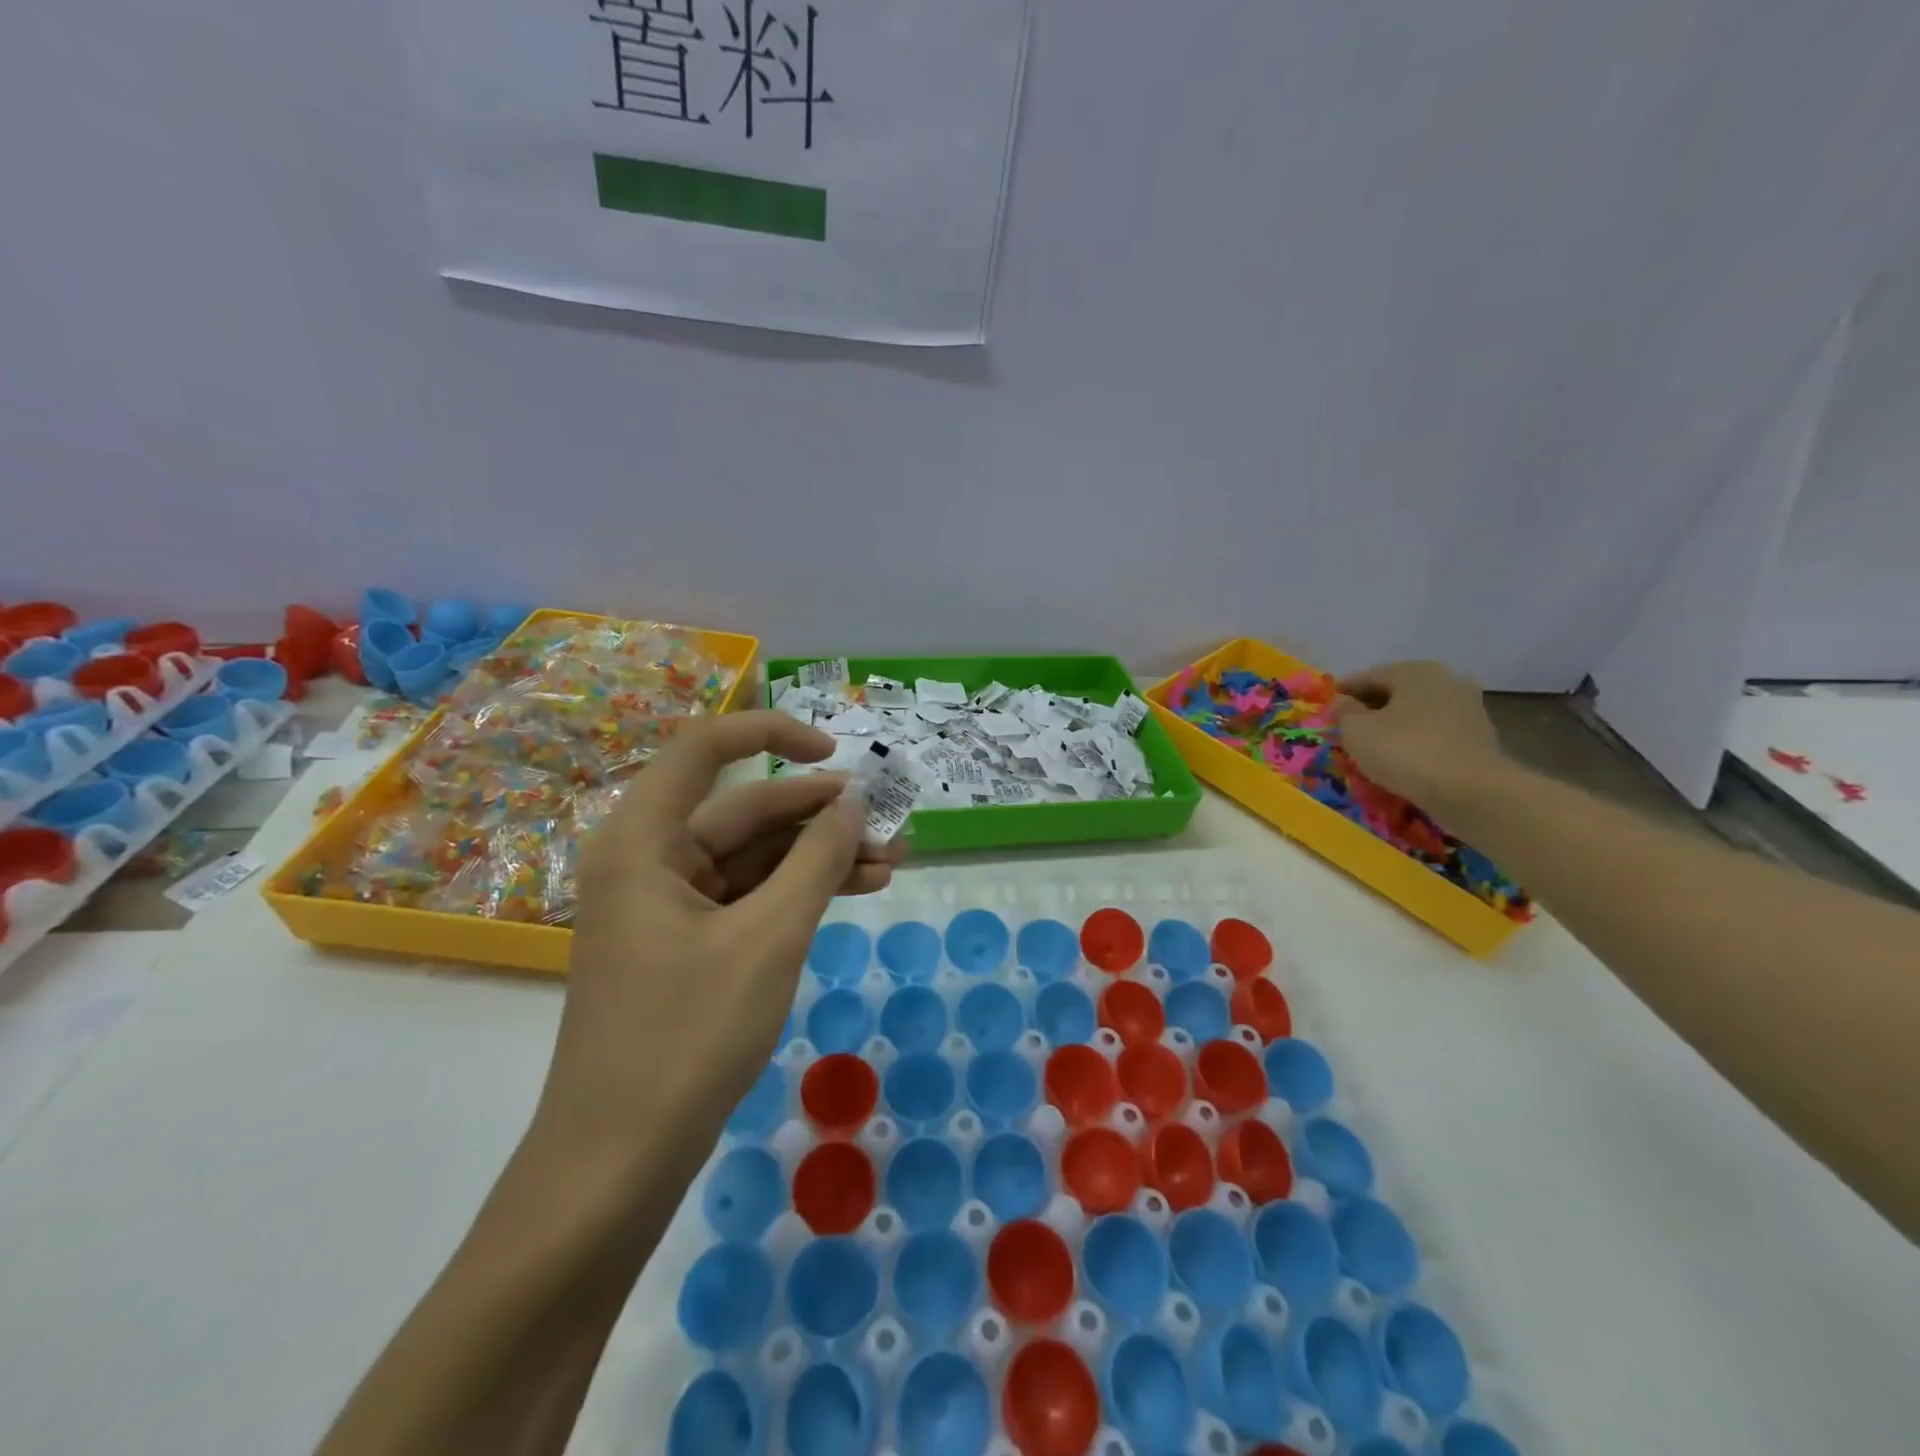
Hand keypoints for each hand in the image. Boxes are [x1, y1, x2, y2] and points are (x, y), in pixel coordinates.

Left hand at [539, 712, 904, 1153]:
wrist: (619, 1163)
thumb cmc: (688, 1037)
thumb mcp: (769, 938)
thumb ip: (817, 860)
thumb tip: (855, 803)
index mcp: (644, 839)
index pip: (707, 747)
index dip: (774, 734)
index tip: (836, 752)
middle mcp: (650, 859)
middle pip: (745, 811)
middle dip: (822, 817)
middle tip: (891, 829)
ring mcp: (667, 905)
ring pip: (755, 858)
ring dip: (820, 858)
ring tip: (892, 865)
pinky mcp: (686, 943)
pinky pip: (750, 897)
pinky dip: (799, 893)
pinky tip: (855, 893)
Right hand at [1331, 661, 1507, 811]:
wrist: (1471, 791)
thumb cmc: (1404, 751)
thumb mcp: (1356, 731)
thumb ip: (1344, 712)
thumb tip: (1342, 702)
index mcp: (1414, 671)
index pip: (1368, 676)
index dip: (1344, 692)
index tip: (1326, 709)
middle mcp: (1446, 681)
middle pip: (1397, 692)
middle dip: (1371, 708)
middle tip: (1348, 729)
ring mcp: (1468, 708)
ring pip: (1417, 713)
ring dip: (1395, 726)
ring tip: (1374, 747)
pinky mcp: (1479, 737)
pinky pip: (1435, 733)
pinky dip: (1416, 741)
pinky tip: (1403, 759)